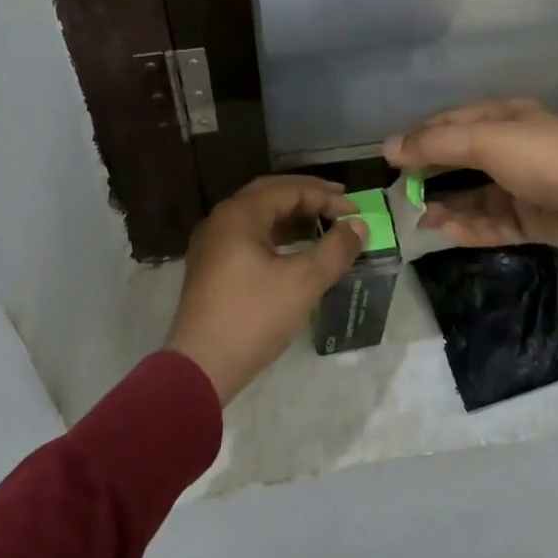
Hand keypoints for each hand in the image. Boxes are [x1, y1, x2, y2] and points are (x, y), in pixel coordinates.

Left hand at [165, 176, 367, 404]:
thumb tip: (358, 225)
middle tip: (339, 203)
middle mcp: (221, 220)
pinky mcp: (210, 267)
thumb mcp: (303, 282)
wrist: (199, 368)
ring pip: (258, 217)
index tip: (355, 210)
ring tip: (322, 225)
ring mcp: (212, 244)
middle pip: (270, 195)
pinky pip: (248, 237)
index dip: (325, 196)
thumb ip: (335, 250)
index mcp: (239, 215)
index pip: (288, 189)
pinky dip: (276, 236)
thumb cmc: (253, 318)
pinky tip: (295, 251)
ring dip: (292, 217)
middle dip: (307, 197)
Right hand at [383, 99, 557, 274]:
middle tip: (401, 194)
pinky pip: (494, 222)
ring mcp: (524, 185)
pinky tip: (449, 233)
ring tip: (422, 219)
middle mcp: (512, 147)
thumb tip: (389, 147)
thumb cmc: (547, 161)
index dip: (419, 137)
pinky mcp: (534, 218)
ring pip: (475, 194)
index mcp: (504, 118)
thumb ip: (438, 144)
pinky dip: (471, 227)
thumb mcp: (488, 142)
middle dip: (431, 175)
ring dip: (448, 205)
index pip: (451, 122)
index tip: (388, 159)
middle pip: (461, 159)